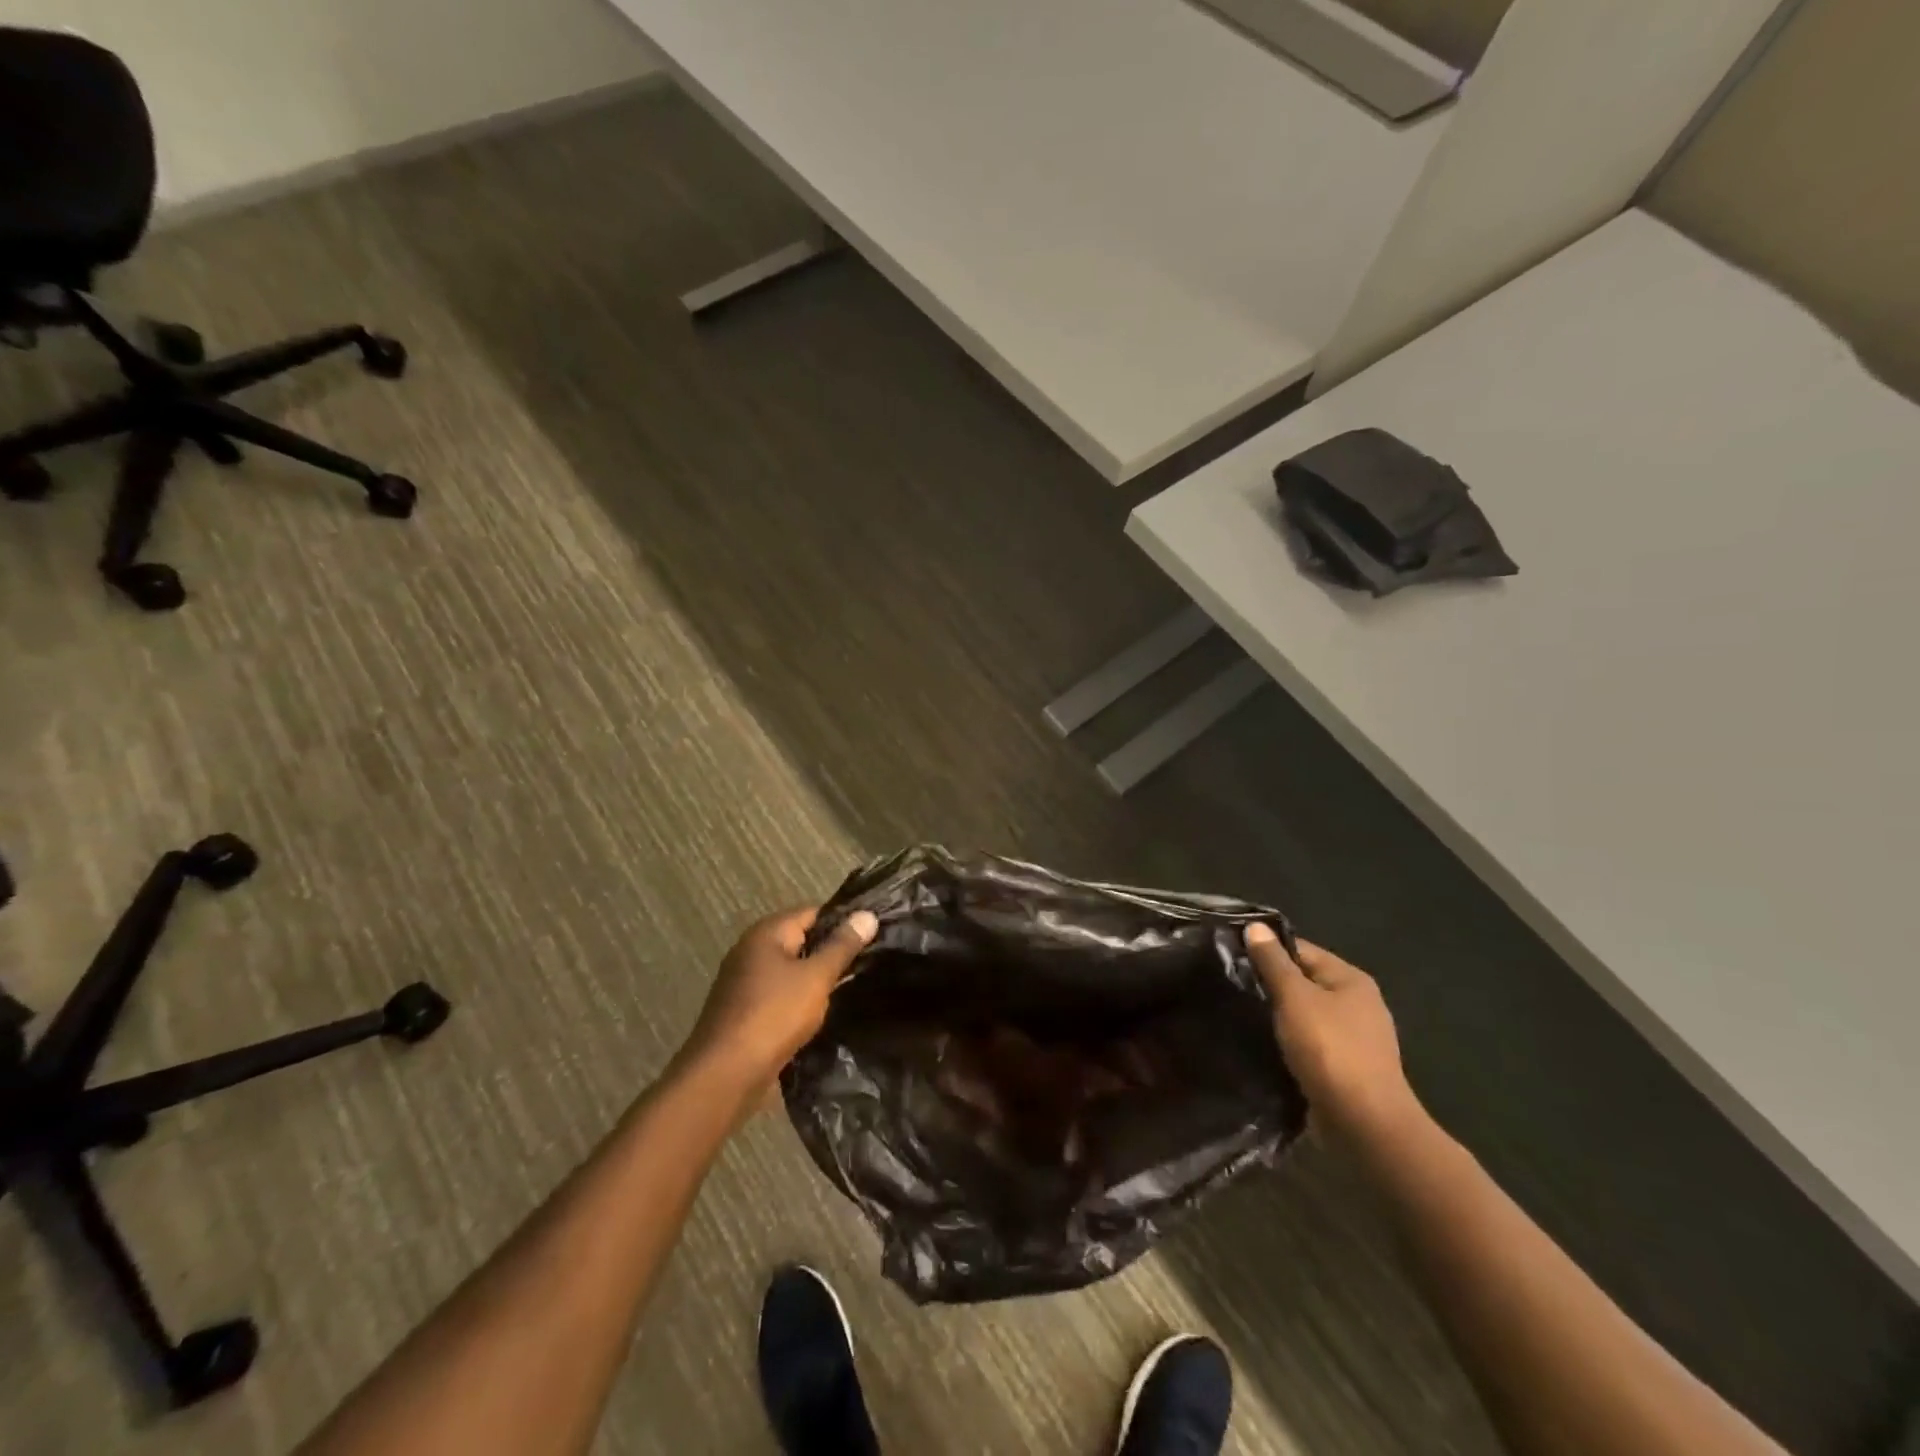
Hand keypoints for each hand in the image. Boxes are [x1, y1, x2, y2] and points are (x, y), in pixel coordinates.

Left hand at [681, 906, 877, 1094]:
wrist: (726, 1075)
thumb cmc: (774, 1016)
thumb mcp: (816, 977)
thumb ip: (842, 946)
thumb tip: (867, 914)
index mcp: (766, 933)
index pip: (812, 912)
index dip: (843, 920)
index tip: (873, 932)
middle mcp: (751, 950)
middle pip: (801, 940)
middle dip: (832, 950)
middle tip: (870, 959)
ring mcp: (746, 982)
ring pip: (792, 970)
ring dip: (817, 978)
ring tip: (855, 984)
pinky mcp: (746, 1010)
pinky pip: (782, 994)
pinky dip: (802, 999)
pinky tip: (824, 1012)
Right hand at [1245, 924, 1423, 1145]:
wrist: (1365, 1124)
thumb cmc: (1330, 1050)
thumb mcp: (1295, 998)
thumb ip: (1273, 962)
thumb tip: (1255, 926)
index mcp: (1351, 979)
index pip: (1301, 950)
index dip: (1267, 950)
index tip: (1231, 956)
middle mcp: (1358, 1004)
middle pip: (1304, 982)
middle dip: (1270, 985)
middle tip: (1231, 986)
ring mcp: (1355, 1039)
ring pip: (1305, 1016)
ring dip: (1279, 1017)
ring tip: (1241, 1015)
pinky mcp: (1347, 1069)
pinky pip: (1310, 1045)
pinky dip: (1290, 1043)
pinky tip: (1264, 1047)